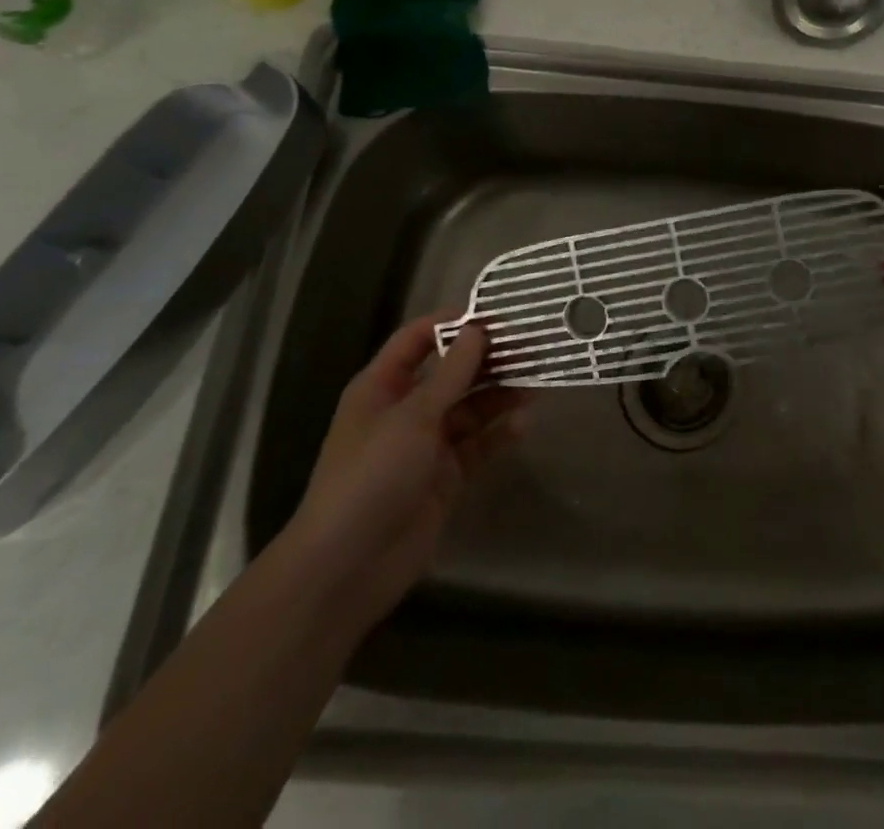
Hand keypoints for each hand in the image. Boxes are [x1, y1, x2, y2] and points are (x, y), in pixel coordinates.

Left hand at [285, 314, 524, 629]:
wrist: (346, 568)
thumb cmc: (371, 476)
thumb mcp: (413, 417)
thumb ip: (451, 373)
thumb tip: (478, 329)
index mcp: (383, 386)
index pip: (418, 339)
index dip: (453, 323)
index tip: (496, 315)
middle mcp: (406, 409)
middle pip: (452, 372)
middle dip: (488, 359)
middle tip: (531, 347)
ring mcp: (427, 444)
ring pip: (471, 407)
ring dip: (500, 394)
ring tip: (537, 383)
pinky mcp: (446, 477)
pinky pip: (478, 445)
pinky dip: (499, 434)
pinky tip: (522, 425)